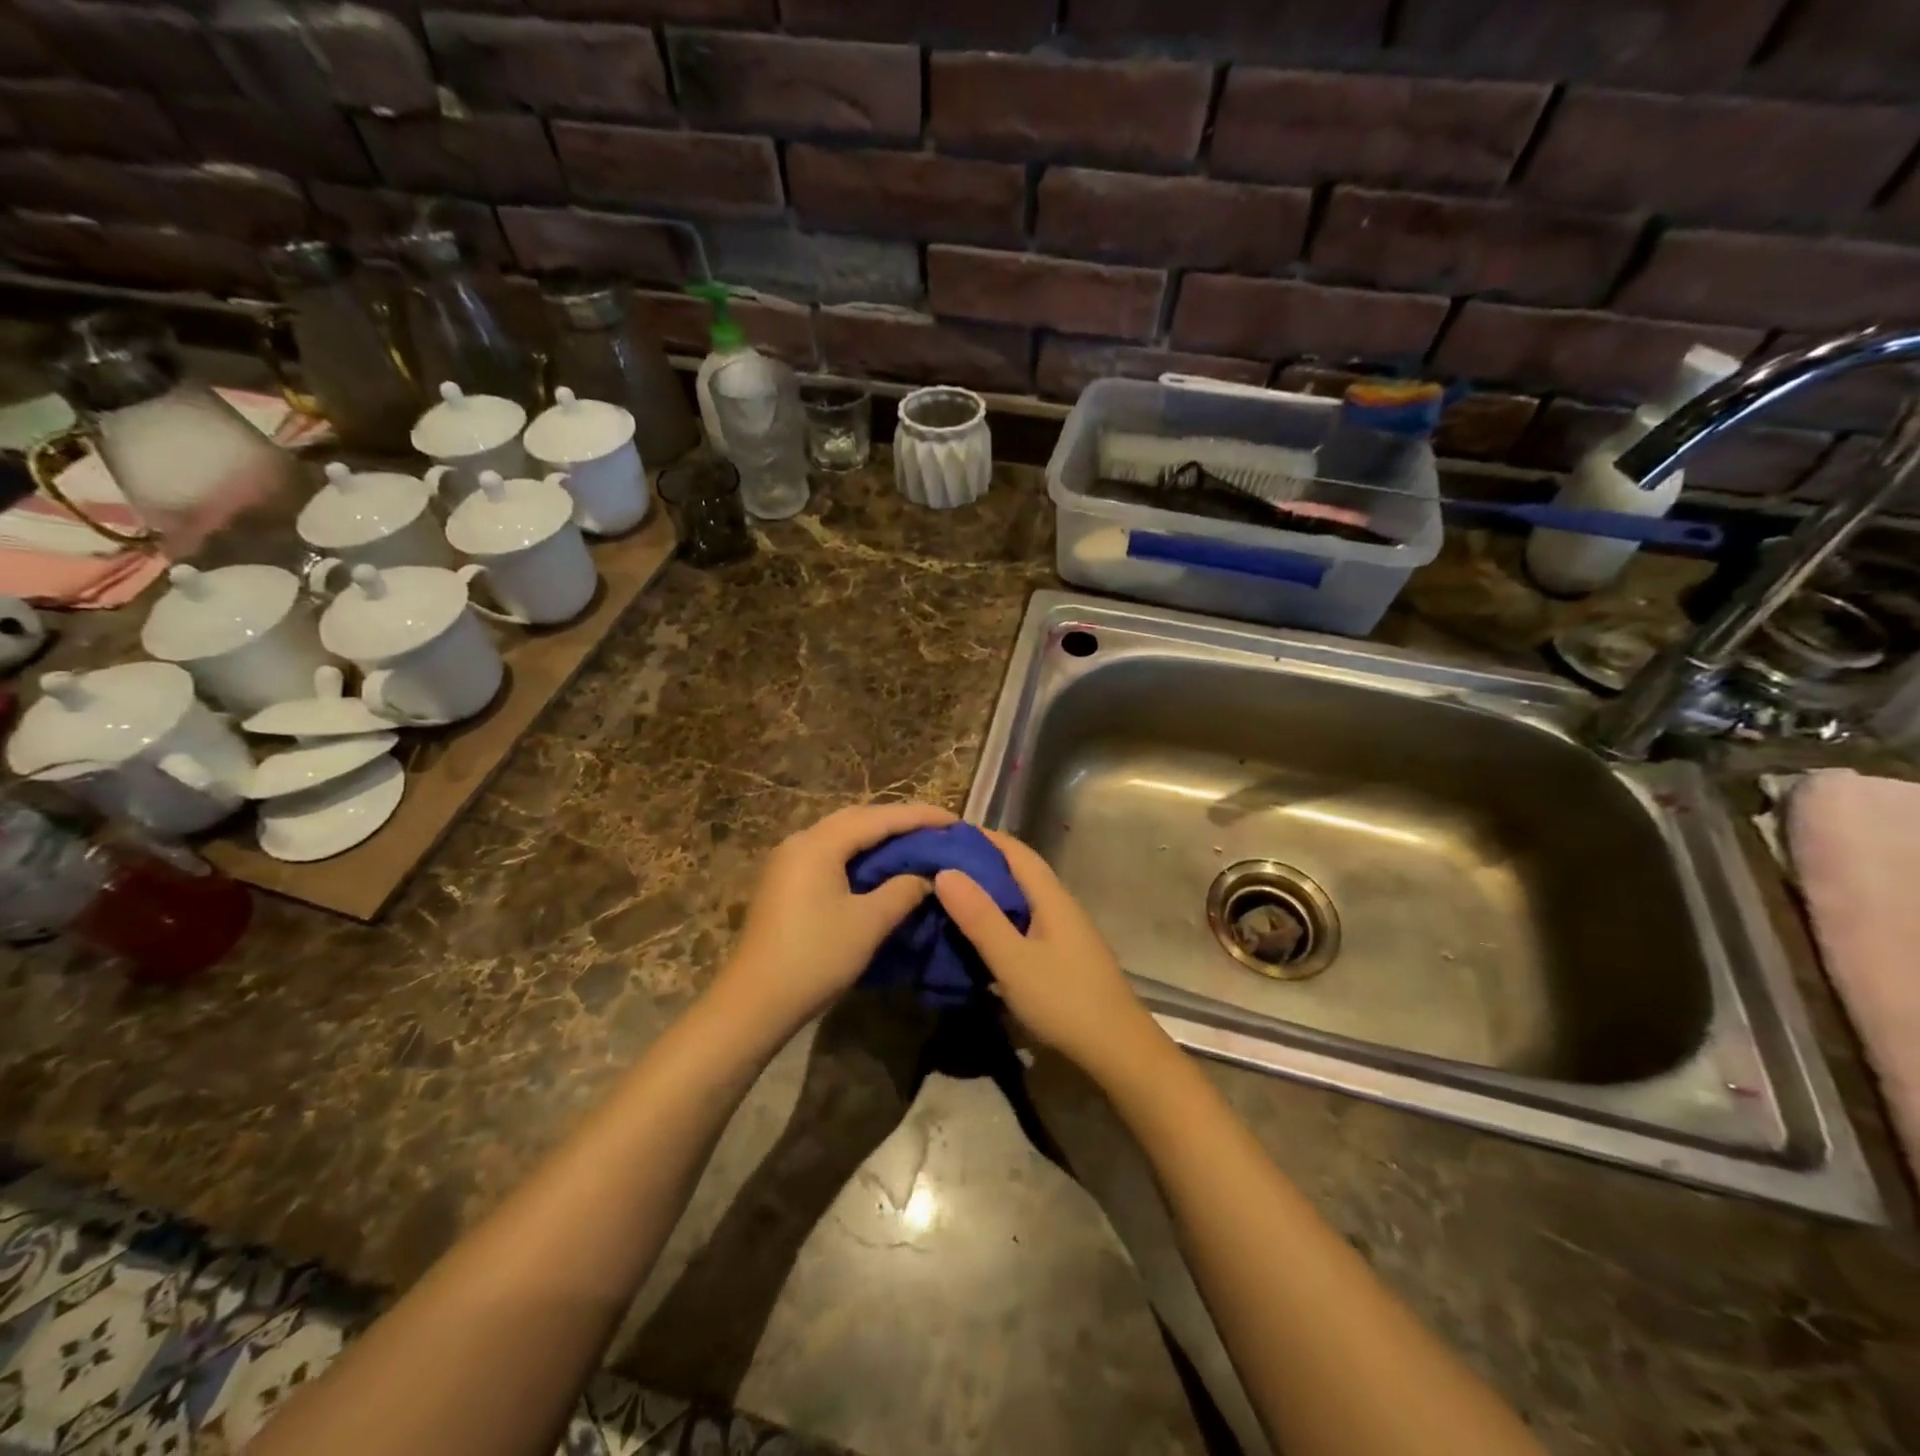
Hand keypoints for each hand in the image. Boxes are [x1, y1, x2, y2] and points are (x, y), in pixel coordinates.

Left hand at [720, 801, 956, 1033]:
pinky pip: (830, 852)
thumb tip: (926, 876)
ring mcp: (788, 860)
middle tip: (937, 830)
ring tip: (915, 843)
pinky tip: (879, 865)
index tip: (954, 822)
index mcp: (818, 844)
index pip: (878, 818)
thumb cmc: (815, 958)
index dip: (919, 817)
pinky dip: (859, 852)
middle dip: (899, 821)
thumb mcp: (868, 924)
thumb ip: (902, 891)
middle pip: (857, 818)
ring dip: (878, 835)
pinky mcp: (785, 881)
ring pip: (842, 834)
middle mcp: (800, 841)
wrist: (754, 1002)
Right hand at [934, 829, 1162, 1077]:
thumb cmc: (1064, 1000)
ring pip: (1021, 898)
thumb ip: (980, 917)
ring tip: (948, 897)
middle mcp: (1060, 905)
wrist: (1118, 1051)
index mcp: (1051, 896)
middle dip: (980, 863)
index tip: (942, 834)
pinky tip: (978, 935)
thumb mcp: (1013, 960)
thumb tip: (945, 871)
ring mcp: (1064, 931)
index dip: (981, 837)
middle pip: (1018, 871)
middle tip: (936, 866)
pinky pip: (1024, 923)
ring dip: (988, 892)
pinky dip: (998, 919)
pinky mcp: (1063, 955)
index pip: (1014, 850)